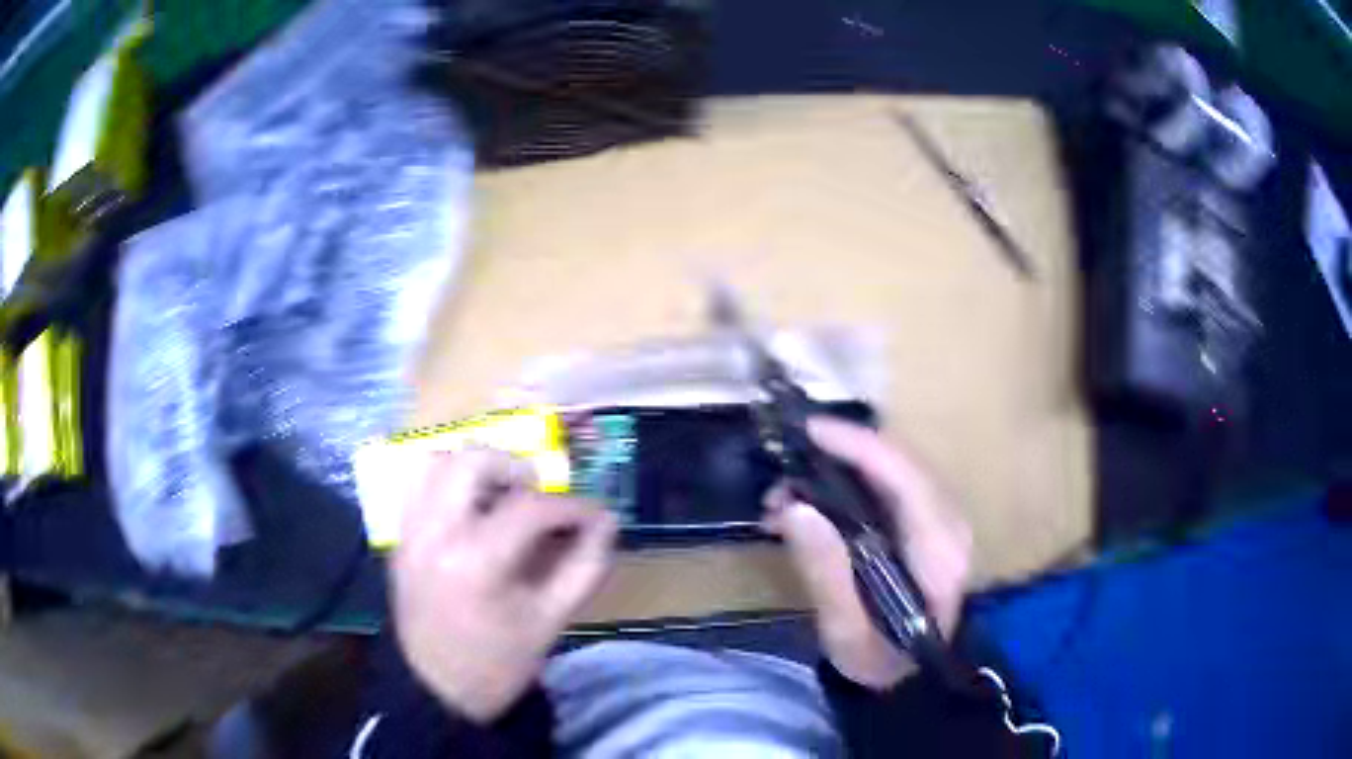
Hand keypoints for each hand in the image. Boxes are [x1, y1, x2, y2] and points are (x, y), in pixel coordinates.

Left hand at [392, 449, 616, 721]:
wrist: (437, 690)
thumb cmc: (498, 662)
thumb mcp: (550, 622)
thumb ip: (584, 568)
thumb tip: (607, 522)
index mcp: (477, 560)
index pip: (530, 507)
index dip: (571, 506)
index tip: (594, 515)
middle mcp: (435, 533)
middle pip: (472, 462)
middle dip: (514, 468)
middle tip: (537, 496)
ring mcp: (410, 533)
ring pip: (436, 463)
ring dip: (476, 470)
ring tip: (500, 498)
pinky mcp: (398, 540)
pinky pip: (417, 487)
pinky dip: (447, 484)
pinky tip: (470, 513)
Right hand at [763, 417, 971, 690]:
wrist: (912, 678)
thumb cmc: (881, 661)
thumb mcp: (846, 632)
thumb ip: (825, 573)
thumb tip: (795, 508)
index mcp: (939, 552)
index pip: (905, 477)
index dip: (859, 445)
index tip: (809, 431)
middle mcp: (950, 524)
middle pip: (900, 462)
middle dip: (840, 456)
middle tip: (783, 476)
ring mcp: (944, 521)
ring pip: (894, 469)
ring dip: (840, 470)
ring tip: (785, 499)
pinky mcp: (930, 524)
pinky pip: (891, 486)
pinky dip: (849, 486)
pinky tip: (810, 509)